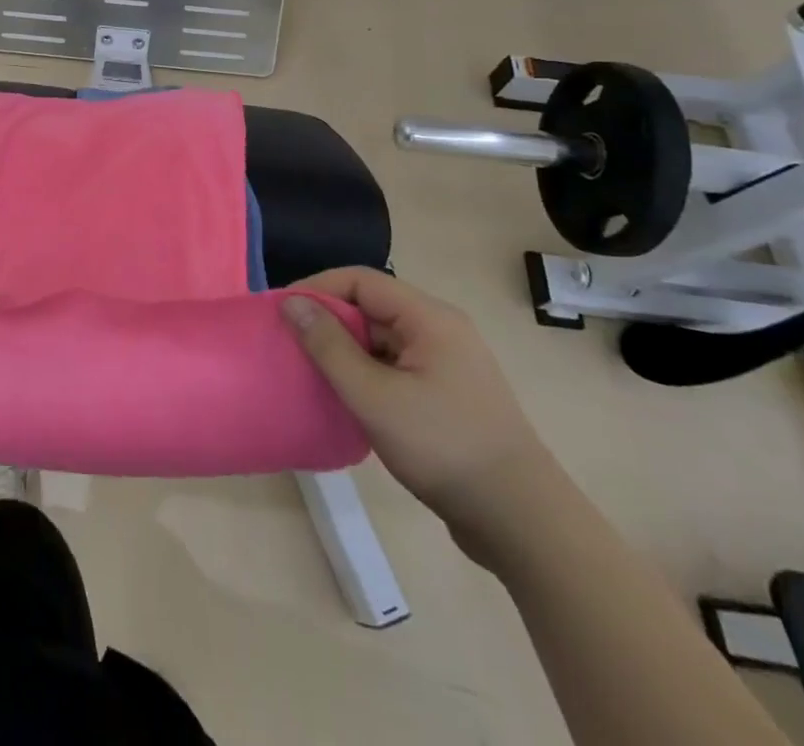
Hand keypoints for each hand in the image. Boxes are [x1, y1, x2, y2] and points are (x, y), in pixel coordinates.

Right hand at [282, 270, 555, 552]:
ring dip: (345, 350)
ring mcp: (447, 364)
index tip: (280, 312)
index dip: (317, 289)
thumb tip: (291, 303)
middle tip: (289, 344)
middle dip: (328, 321)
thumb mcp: (374, 396)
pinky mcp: (447, 395)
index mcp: (429, 318)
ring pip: (382, 339)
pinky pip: (395, 367)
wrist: (522, 522)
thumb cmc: (443, 447)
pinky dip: (366, 374)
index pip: (360, 281)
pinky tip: (345, 399)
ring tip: (309, 371)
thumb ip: (329, 347)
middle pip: (371, 307)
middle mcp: (440, 330)